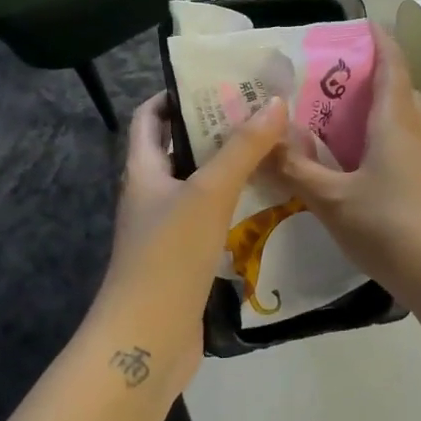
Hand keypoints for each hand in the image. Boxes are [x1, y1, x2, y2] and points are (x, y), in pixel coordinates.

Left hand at [91, 92, 287, 389]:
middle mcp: (152, 194)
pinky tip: (270, 199)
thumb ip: (243, 148)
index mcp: (144, 170)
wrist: (147, 340)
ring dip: (232, 165)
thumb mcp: (209, 193)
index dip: (176, 94)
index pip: (151, 117)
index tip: (219, 80)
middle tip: (263, 110)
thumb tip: (276, 101)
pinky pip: (213, 216)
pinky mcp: (187, 257)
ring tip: (276, 146)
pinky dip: (237, 202)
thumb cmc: (169, 256)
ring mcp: (169, 228)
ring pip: (202, 184)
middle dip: (217, 127)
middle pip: (182, 148)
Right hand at [271, 23, 420, 344]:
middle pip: (397, 89)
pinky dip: (378, 141)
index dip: (379, 39)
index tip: (358, 25)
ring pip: (400, 120)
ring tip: (333, 122)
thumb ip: (297, 169)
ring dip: (372, 113)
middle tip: (326, 82)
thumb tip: (266, 141)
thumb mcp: (333, 200)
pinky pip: (403, 145)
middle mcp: (418, 129)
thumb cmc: (390, 226)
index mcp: (396, 120)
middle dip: (366, 78)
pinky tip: (353, 165)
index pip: (393, 63)